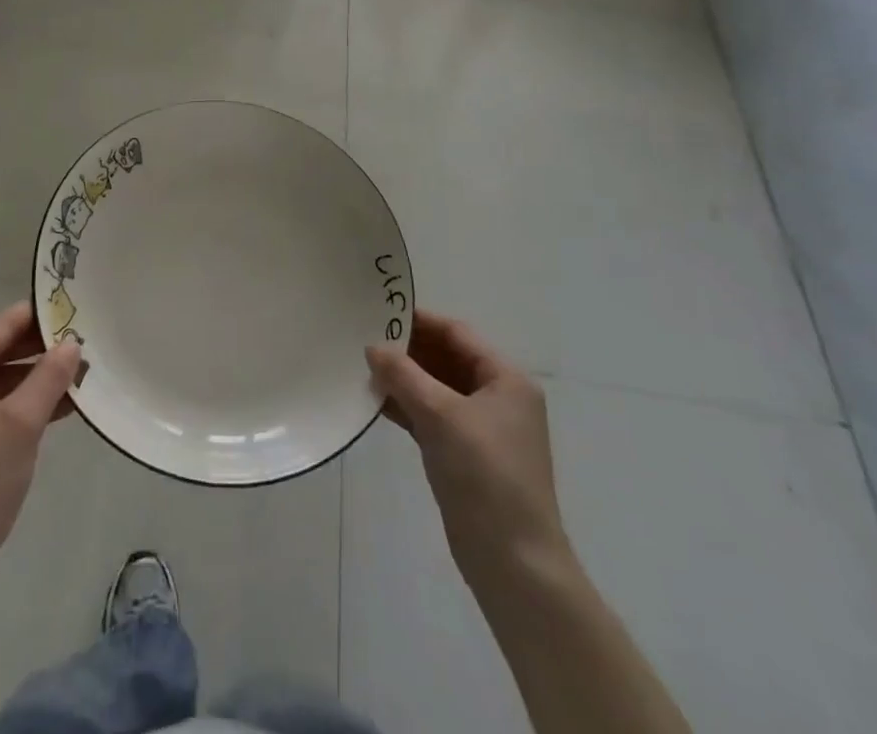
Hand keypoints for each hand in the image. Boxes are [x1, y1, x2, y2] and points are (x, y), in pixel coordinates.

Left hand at [0, 302, 80, 586]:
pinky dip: (20, 406)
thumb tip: (72, 343)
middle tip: (84, 344)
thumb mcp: (20, 426)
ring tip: (80, 377)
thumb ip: (48, 378)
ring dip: (34, 381)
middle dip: (40, 352)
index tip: (74, 308)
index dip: (37, 317)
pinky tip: (57, 410)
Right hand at [366, 311, 569, 603]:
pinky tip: (376, 402)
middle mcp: (498, 398)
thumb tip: (374, 347)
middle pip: (447, 359)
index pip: (457, 334)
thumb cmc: (485, 475)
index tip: (380, 312)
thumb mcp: (441, 415)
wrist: (514, 564)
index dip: (420, 321)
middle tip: (365, 339)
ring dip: (404, 379)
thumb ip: (404, 375)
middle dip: (408, 351)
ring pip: (436, 389)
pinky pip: (432, 417)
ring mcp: (483, 429)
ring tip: (363, 368)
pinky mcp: (466, 455)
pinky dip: (407, 407)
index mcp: (506, 380)